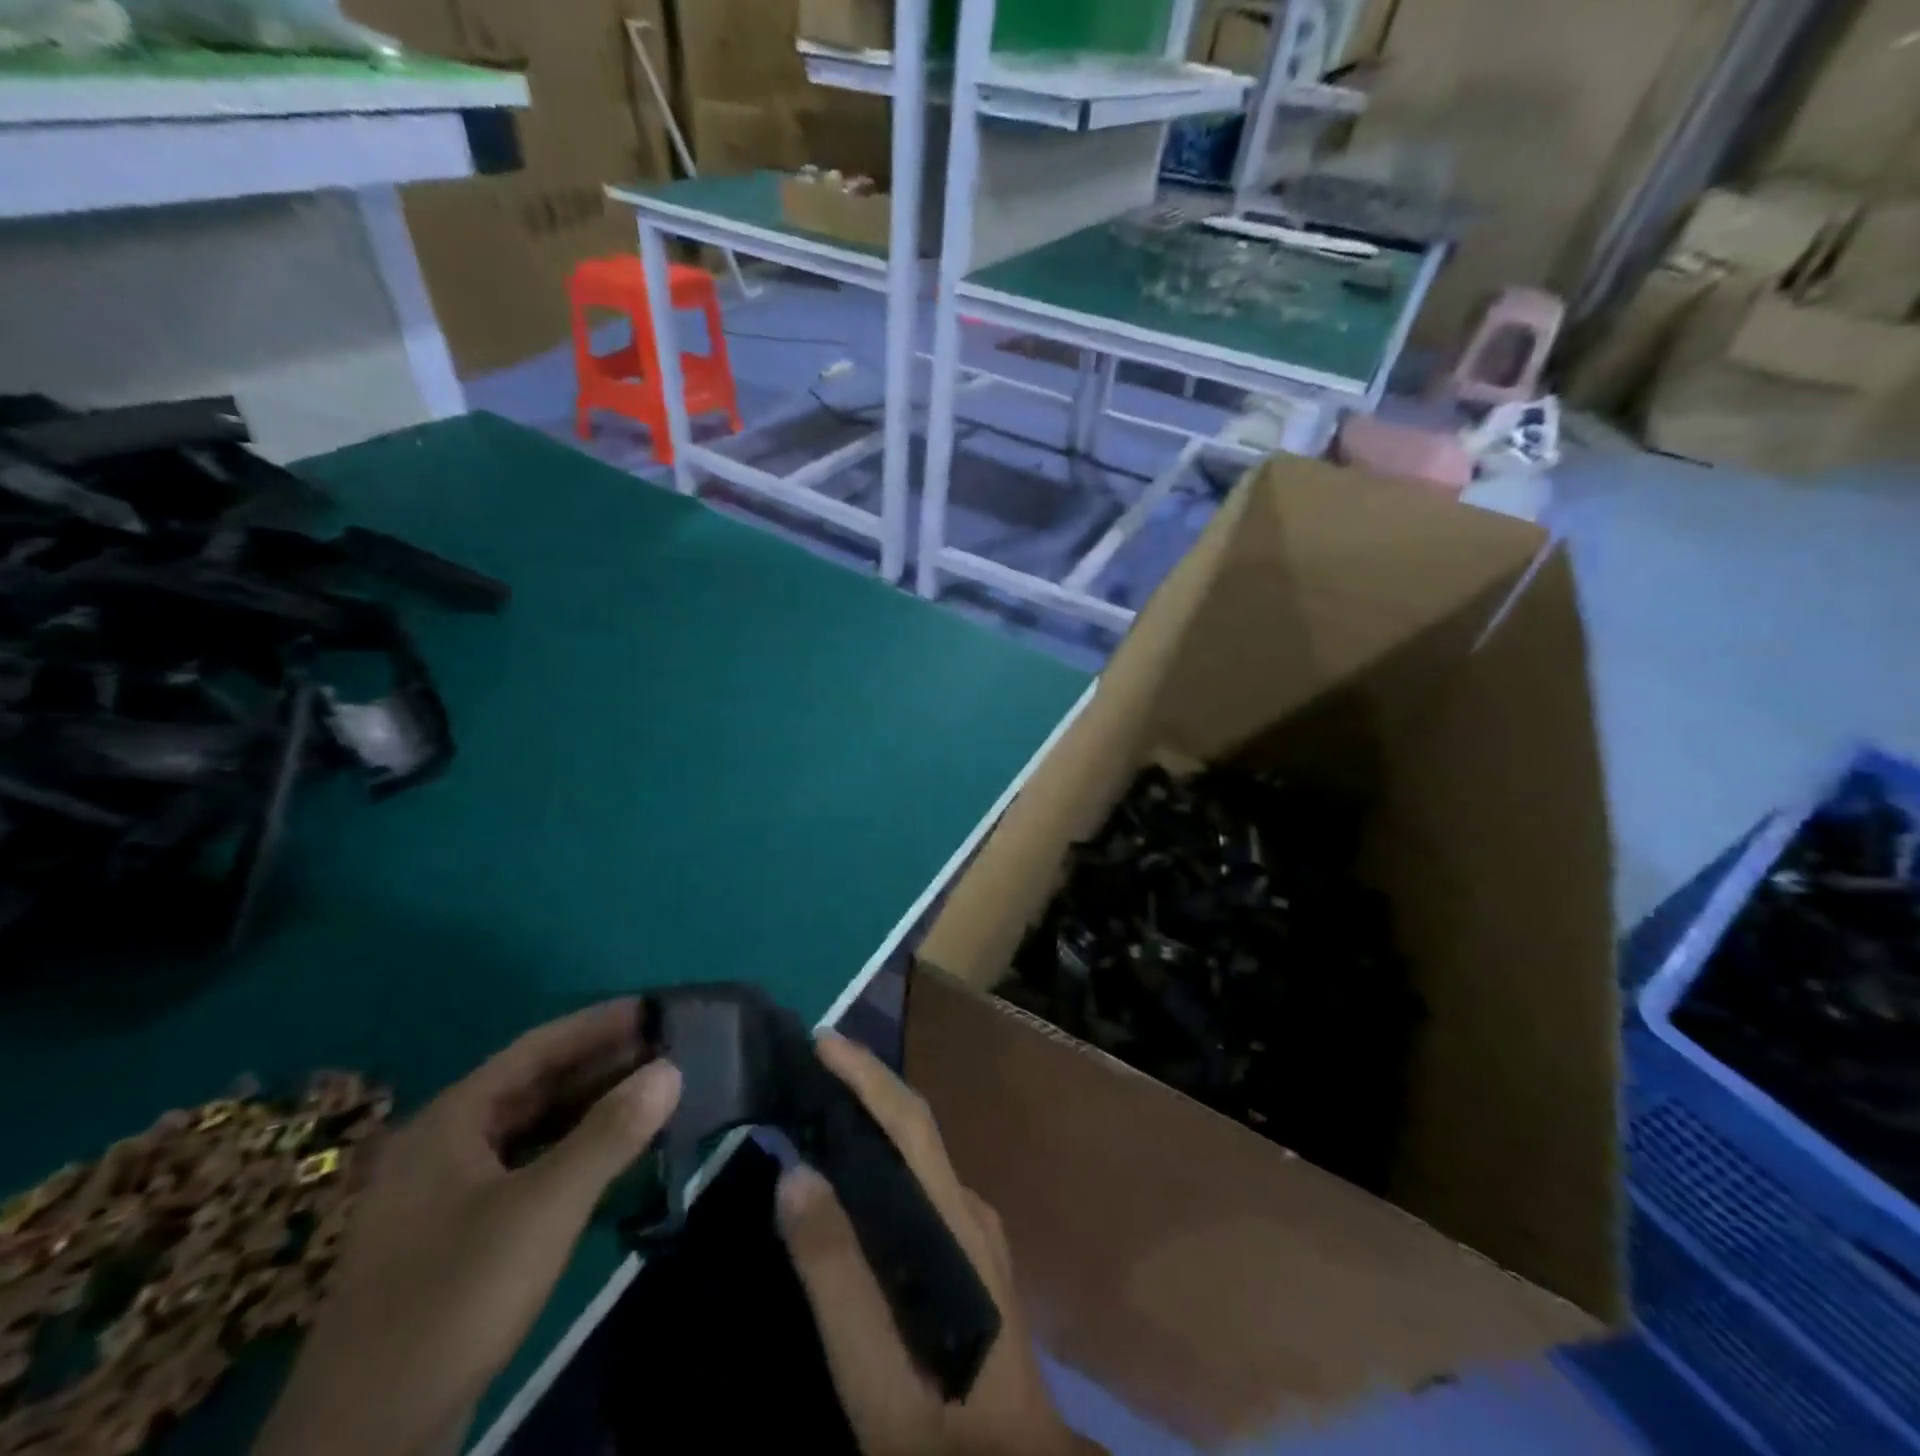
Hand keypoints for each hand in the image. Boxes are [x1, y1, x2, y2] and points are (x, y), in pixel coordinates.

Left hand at [254, 1001, 681, 1455]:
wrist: (362, 1445)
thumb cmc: (453, 1301)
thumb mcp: (543, 1209)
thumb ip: (610, 1134)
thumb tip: (672, 1068)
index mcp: (450, 1122)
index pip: (536, 1048)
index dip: (598, 1024)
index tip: (655, 1009)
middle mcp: (443, 1147)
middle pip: (534, 1086)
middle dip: (601, 1065)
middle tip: (667, 1050)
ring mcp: (445, 1196)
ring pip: (531, 1130)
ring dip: (590, 1110)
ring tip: (652, 1094)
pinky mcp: (456, 1239)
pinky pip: (526, 1170)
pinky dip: (572, 1153)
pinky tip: (611, 1159)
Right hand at [777, 1033, 1097, 1455]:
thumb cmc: (944, 1430)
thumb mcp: (876, 1375)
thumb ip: (837, 1276)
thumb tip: (797, 1174)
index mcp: (956, 1224)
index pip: (909, 1125)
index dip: (867, 1075)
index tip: (823, 1040)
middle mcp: (970, 1211)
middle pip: (914, 1130)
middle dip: (864, 1086)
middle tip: (806, 1067)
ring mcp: (975, 1232)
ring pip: (916, 1157)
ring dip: (871, 1121)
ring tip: (817, 1109)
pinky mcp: (969, 1254)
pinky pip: (917, 1186)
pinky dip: (880, 1161)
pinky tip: (849, 1180)